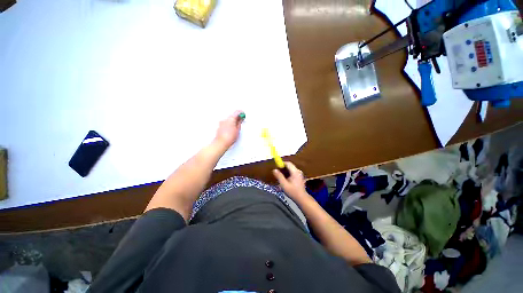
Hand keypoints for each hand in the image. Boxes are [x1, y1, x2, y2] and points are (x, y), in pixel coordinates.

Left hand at [214, 110, 243, 149]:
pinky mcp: (220, 126)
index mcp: (231, 119)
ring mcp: (221, 122)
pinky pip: (226, 123)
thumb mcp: (237, 130)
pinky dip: (229, 124)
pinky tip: (231, 129)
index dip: (241, 113)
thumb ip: (239, 123)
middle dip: (237, 118)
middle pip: (232, 116)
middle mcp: (225, 119)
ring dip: (233, 121)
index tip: (243, 115)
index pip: (237, 112)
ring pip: (229, 120)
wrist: (221, 143)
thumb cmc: (229, 137)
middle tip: (241, 121)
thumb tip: (240, 119)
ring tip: (236, 127)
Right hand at [273, 162, 311, 202]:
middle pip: (289, 165)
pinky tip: (284, 179)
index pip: (288, 163)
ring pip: (290, 169)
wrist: (302, 198)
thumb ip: (279, 176)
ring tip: (280, 176)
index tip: (276, 166)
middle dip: (282, 168)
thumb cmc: (292, 191)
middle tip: (277, 172)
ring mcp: (299, 174)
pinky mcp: (299, 177)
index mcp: (295, 172)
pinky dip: (287, 173)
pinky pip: (292, 172)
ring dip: (285, 171)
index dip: (281, 163)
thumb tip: (274, 170)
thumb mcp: (284, 184)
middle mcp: (298, 171)